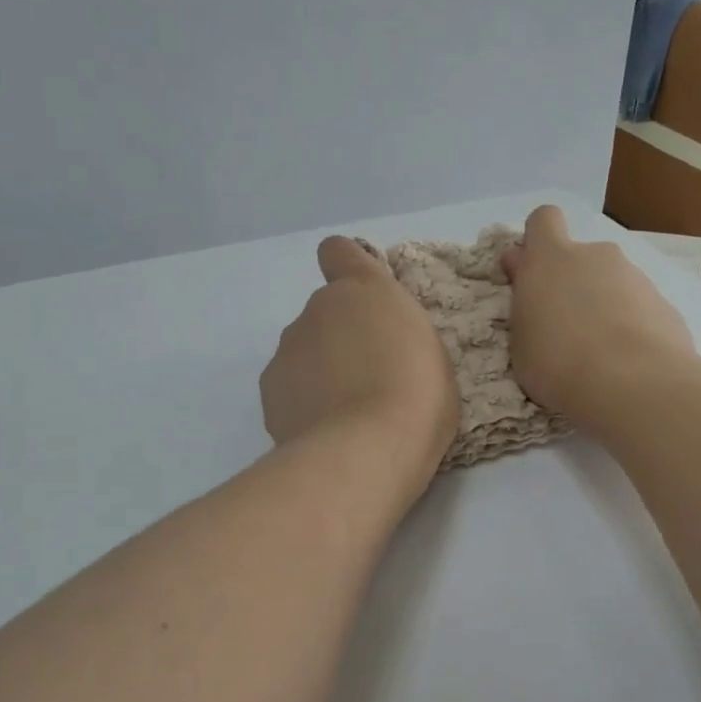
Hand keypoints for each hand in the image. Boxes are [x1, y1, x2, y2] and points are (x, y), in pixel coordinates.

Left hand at [260, 236, 459, 492]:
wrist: (366, 450)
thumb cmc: (419, 398)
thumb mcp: (431, 355)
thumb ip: (398, 336)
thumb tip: (380, 347)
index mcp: (365, 289)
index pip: (338, 251)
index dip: (346, 270)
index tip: (361, 300)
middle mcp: (318, 308)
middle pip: (324, 313)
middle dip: (340, 338)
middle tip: (368, 379)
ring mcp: (287, 348)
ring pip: (303, 351)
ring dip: (320, 371)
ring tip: (346, 413)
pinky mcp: (269, 388)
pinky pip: (289, 386)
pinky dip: (302, 401)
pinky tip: (324, 431)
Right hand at [501, 206, 694, 430]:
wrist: (633, 384)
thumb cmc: (558, 362)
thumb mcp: (521, 338)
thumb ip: (525, 300)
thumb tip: (523, 271)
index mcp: (551, 259)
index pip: (543, 220)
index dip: (537, 241)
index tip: (530, 272)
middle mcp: (594, 256)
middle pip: (579, 257)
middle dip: (571, 282)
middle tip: (563, 326)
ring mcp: (634, 276)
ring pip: (610, 283)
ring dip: (601, 306)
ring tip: (597, 352)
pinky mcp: (663, 303)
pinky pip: (636, 307)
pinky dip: (629, 326)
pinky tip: (625, 361)